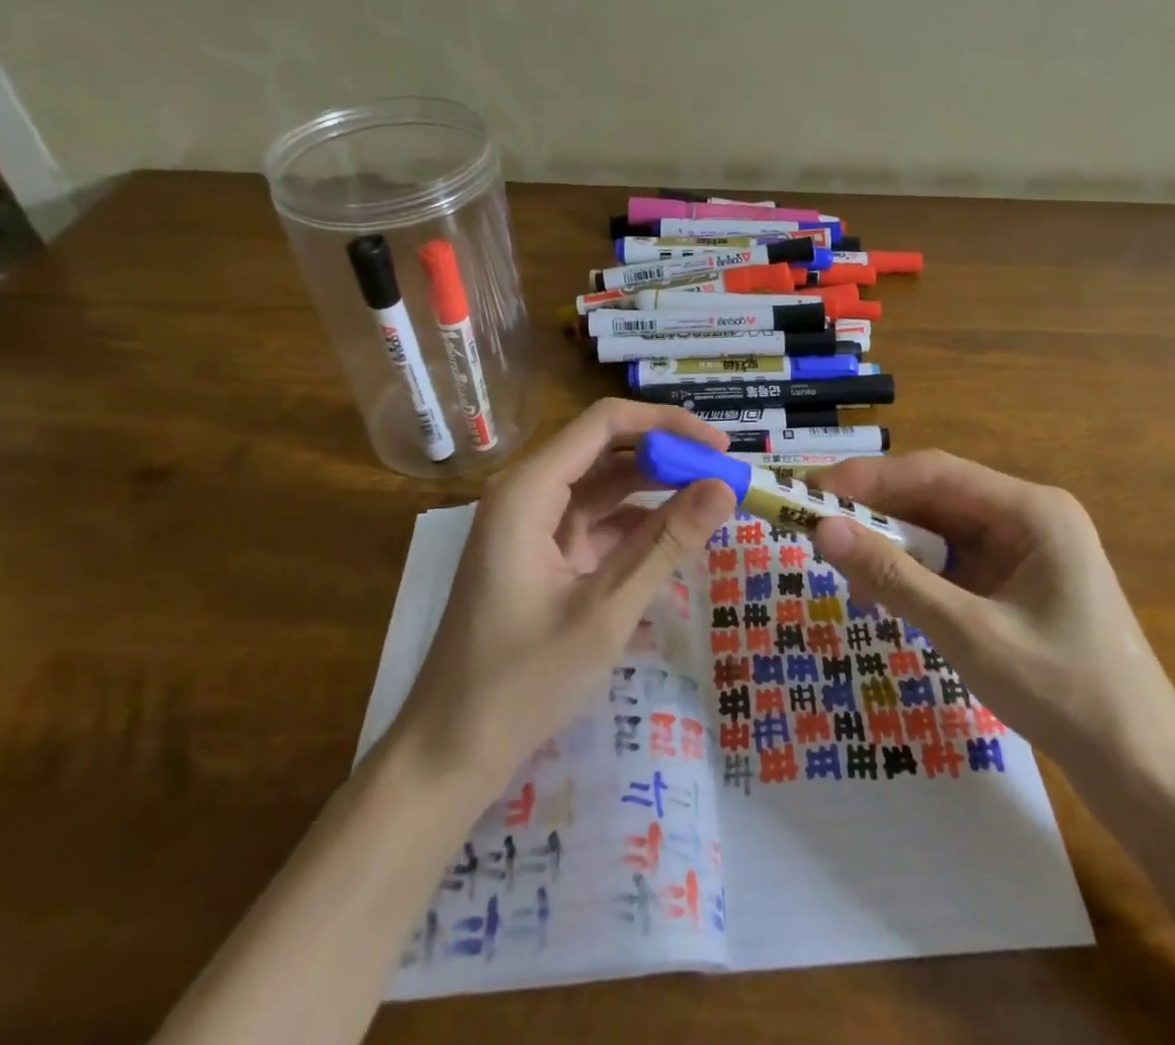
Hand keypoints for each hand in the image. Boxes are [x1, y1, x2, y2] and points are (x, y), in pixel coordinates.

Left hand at [397, 398, 737, 793]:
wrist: (449, 752)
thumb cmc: (522, 681)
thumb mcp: (606, 611)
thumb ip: (667, 544)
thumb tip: (724, 488)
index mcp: (528, 489)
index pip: (605, 423)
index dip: (666, 425)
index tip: (719, 446)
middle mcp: (527, 493)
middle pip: (606, 450)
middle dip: (666, 458)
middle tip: (725, 477)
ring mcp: (533, 525)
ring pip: (604, 486)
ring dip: (656, 491)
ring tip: (712, 503)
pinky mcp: (541, 554)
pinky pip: (597, 523)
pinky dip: (636, 526)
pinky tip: (676, 540)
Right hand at [812, 451, 1174, 779]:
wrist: (1145, 774)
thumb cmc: (1065, 695)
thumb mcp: (969, 634)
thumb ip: (894, 578)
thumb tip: (822, 529)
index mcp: (1031, 510)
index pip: (934, 473)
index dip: (868, 478)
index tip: (811, 491)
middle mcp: (1028, 516)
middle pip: (936, 496)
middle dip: (875, 510)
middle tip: (815, 524)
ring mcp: (1025, 548)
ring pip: (940, 528)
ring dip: (892, 543)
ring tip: (842, 565)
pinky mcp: (1017, 580)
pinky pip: (953, 559)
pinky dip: (915, 571)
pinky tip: (884, 592)